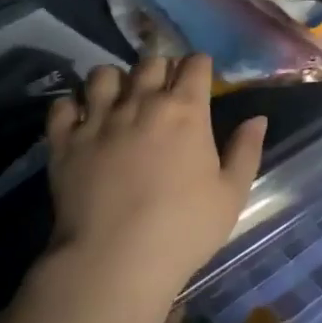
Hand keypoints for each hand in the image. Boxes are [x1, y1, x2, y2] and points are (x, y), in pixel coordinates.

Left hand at [45, 54, 266, 290]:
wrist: (115, 260)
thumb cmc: (183, 229)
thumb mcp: (231, 195)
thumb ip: (246, 151)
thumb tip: (258, 118)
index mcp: (184, 110)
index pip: (194, 64)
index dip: (199, 67)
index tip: (200, 79)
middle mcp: (140, 102)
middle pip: (150, 62)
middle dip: (160, 70)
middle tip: (163, 92)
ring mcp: (98, 118)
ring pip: (103, 74)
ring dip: (115, 81)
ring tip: (119, 100)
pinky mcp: (65, 140)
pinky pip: (63, 105)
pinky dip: (73, 107)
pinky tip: (80, 121)